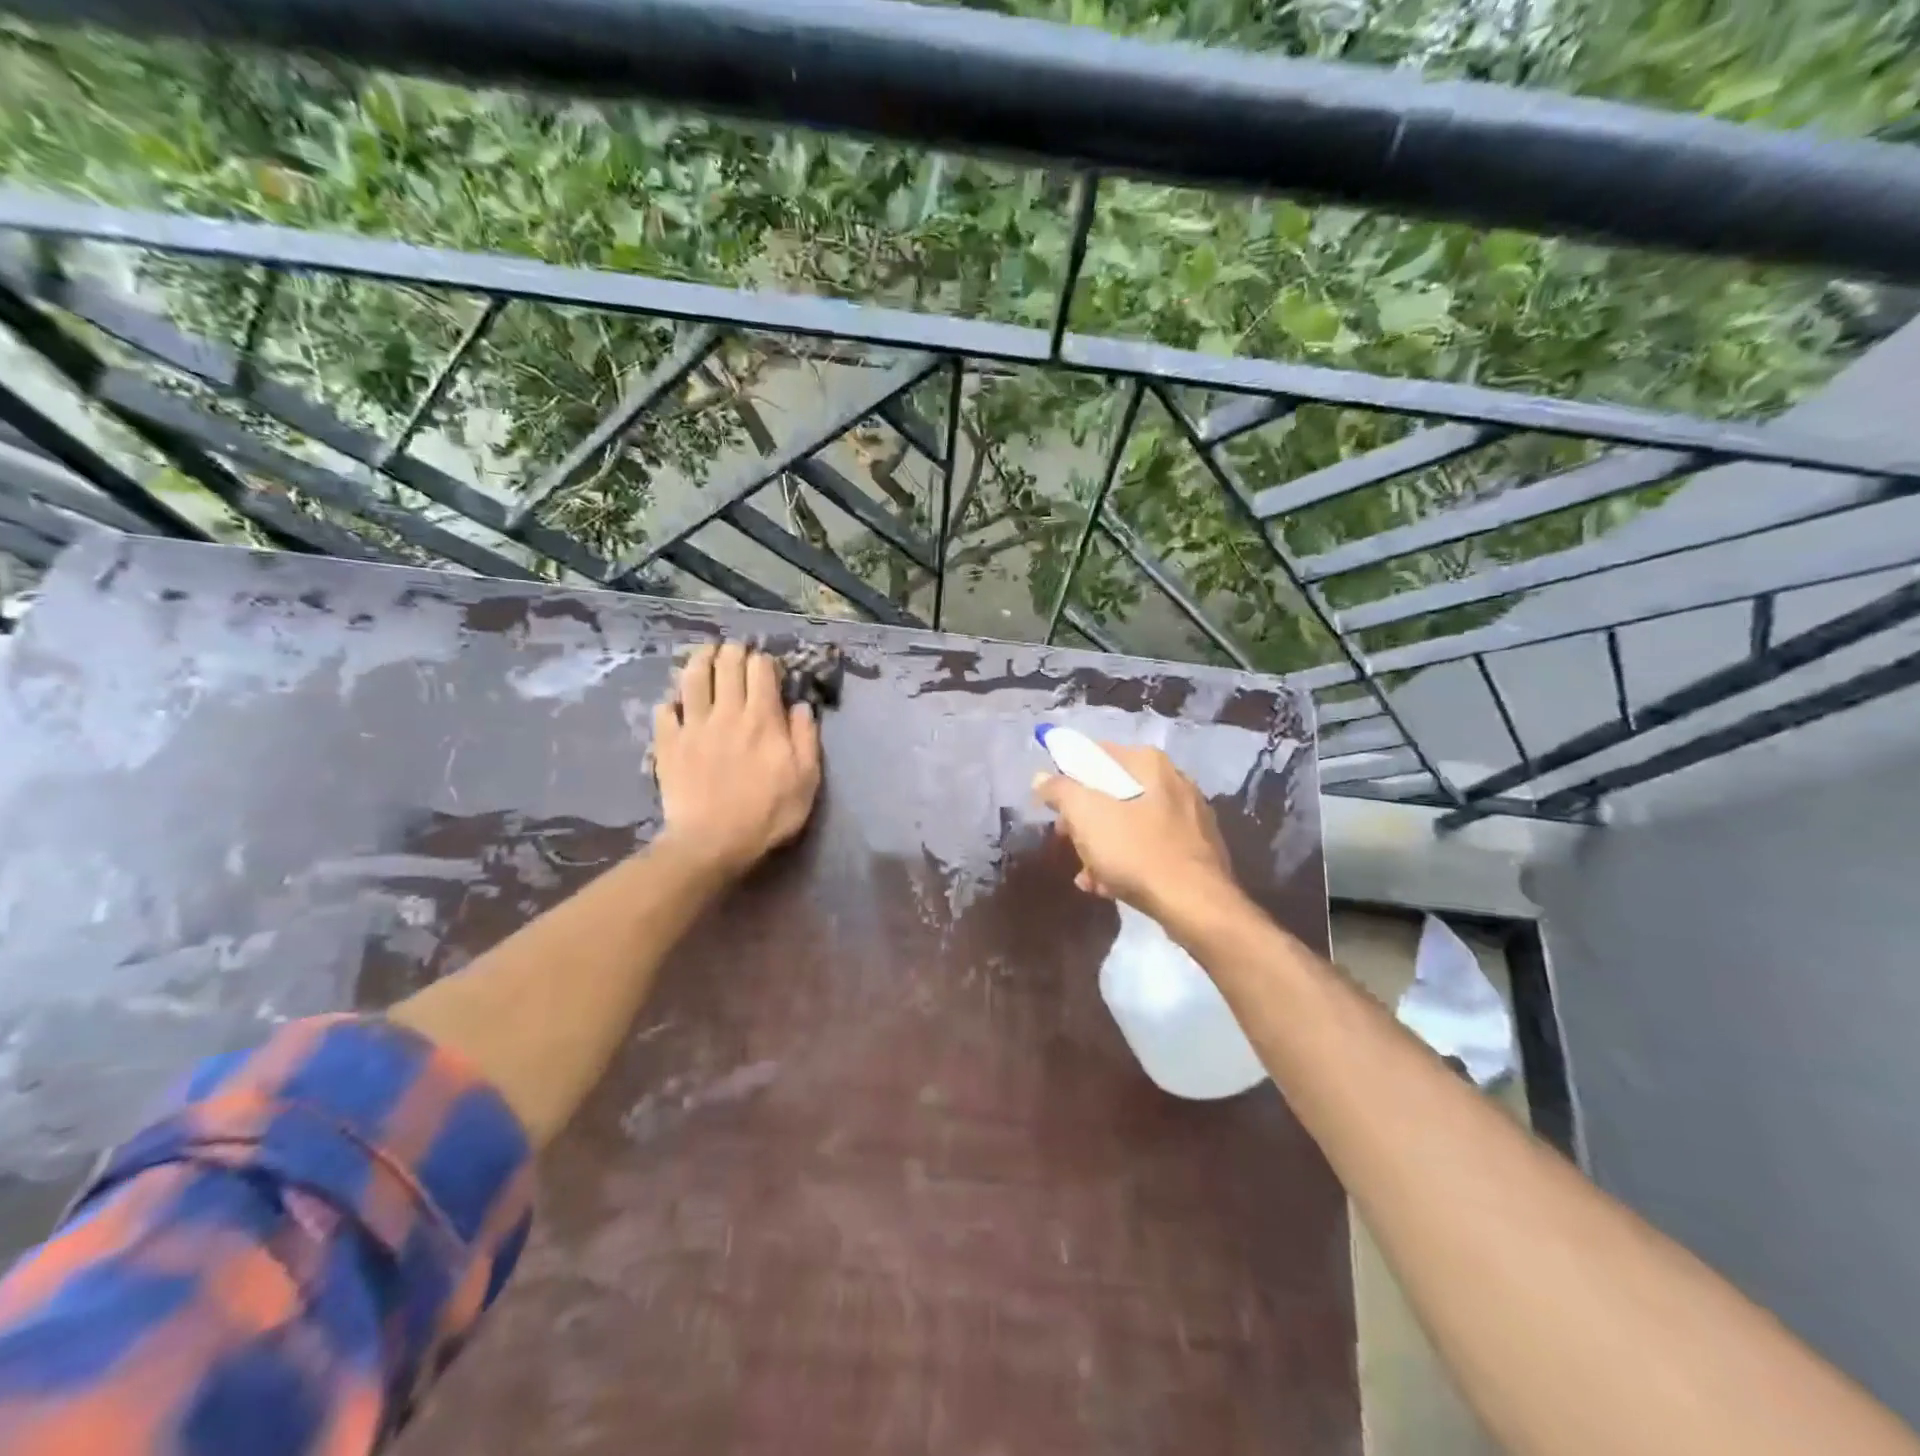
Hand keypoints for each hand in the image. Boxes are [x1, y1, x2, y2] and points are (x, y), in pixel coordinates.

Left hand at [651, 642, 821, 877]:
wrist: (712, 843)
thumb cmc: (767, 813)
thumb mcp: (806, 779)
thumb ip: (806, 738)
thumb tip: (800, 706)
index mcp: (762, 718)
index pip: (761, 669)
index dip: (765, 661)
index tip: (768, 668)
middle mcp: (726, 712)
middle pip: (726, 664)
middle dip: (734, 652)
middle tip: (737, 653)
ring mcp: (693, 726)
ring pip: (692, 677)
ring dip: (700, 659)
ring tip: (706, 654)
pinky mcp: (668, 743)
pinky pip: (665, 710)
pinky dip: (671, 702)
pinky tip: (676, 704)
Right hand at [1032, 743, 1234, 916]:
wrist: (1194, 904)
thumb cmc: (1135, 850)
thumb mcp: (1086, 815)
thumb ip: (1060, 790)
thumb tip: (1042, 777)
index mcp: (1149, 764)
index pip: (1097, 755)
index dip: (1068, 776)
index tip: (1053, 803)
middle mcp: (1174, 781)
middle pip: (1113, 792)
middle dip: (1085, 819)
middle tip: (1067, 840)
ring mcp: (1188, 817)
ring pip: (1130, 823)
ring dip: (1102, 846)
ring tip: (1087, 874)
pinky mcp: (1195, 850)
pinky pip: (1149, 847)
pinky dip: (1126, 861)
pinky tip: (1108, 886)